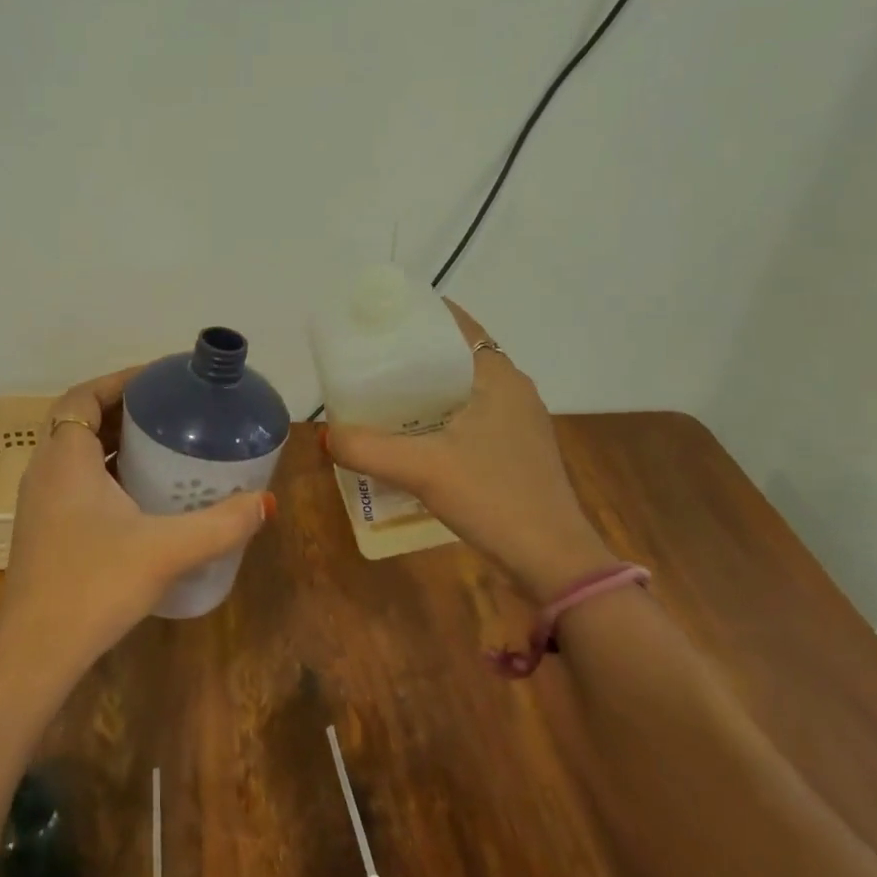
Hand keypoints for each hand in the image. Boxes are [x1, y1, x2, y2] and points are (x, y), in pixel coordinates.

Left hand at [0, 367, 274, 681]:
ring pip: (77, 453)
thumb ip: (220, 524)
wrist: (36, 654)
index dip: (120, 380)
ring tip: (162, 446)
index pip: (84, 395)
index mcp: (65, 458)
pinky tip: (141, 496)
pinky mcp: (45, 530)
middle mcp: (45, 472)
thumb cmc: (94, 586)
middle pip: (81, 420)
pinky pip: (76, 482)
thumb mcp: (166, 550)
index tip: (161, 380)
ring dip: (114, 442)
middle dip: (124, 410)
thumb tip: (265, 503)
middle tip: (171, 412)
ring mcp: (40, 503)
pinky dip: (106, 473)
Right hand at [320, 300, 615, 603]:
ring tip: (380, 394)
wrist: (552, 560)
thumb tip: (325, 436)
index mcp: (499, 377)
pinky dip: (439, 416)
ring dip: (426, 389)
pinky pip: (469, 417)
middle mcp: (512, 390)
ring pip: (462, 389)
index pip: (458, 326)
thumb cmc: (493, 497)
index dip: (420, 316)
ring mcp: (517, 422)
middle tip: (368, 358)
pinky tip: (410, 435)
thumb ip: (367, 449)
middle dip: (413, 353)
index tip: (380, 318)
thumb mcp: (422, 469)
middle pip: (456, 356)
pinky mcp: (515, 451)